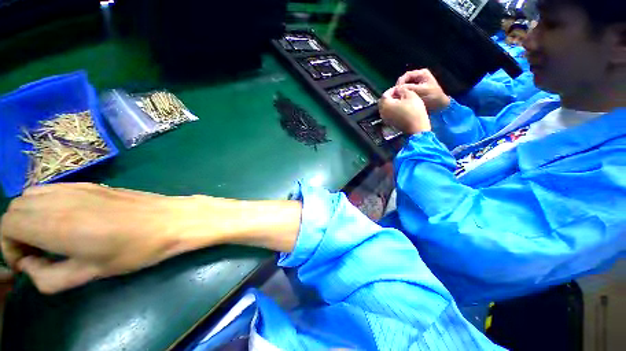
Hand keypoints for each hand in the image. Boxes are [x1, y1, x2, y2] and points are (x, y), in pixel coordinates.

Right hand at [0, 184, 224, 293]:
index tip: (28, 262)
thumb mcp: (91, 273)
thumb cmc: (137, 249)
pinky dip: (46, 204)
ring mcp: (78, 187)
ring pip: (32, 196)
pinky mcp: (93, 184)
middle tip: (39, 252)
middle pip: (16, 209)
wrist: (172, 219)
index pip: (7, 224)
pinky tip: (67, 220)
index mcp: (55, 223)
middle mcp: (61, 199)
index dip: (9, 246)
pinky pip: (54, 189)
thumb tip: (30, 266)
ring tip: (51, 237)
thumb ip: (50, 277)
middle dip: (17, 232)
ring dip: (30, 216)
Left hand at [379, 85, 430, 133]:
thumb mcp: (410, 95)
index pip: (385, 94)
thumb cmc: (414, 111)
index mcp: (386, 104)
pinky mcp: (389, 122)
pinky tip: (400, 107)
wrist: (416, 127)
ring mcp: (385, 118)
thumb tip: (397, 89)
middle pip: (383, 101)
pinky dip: (391, 109)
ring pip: (384, 107)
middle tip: (399, 93)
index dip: (392, 89)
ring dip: (390, 103)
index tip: (399, 88)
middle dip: (390, 96)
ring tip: (400, 100)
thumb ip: (402, 89)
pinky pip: (387, 113)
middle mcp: (382, 112)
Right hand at [396, 69, 450, 112]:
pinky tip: (401, 101)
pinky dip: (403, 96)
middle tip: (395, 96)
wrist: (440, 106)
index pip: (406, 76)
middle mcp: (418, 77)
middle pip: (404, 81)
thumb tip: (396, 88)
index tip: (395, 91)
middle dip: (399, 89)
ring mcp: (416, 85)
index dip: (399, 83)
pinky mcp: (415, 92)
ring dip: (400, 93)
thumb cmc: (433, 97)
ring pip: (404, 87)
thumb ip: (408, 88)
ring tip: (397, 99)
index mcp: (421, 74)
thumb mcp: (420, 91)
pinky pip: (406, 93)